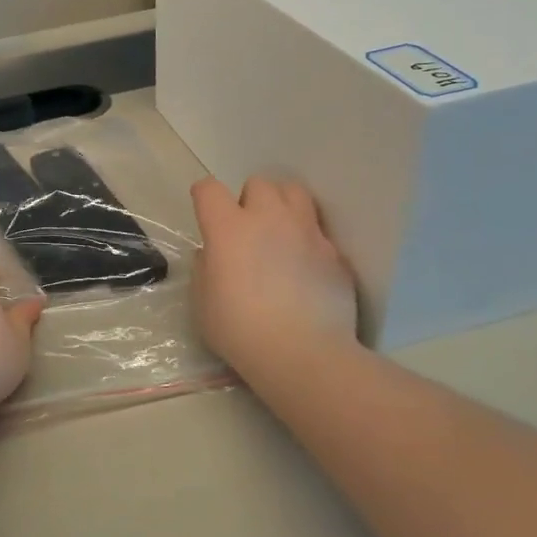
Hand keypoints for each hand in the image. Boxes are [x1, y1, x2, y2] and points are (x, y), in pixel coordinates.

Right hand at [191, 176, 358, 382]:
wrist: (302, 353)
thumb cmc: (239, 330)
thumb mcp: (202, 303)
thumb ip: (205, 269)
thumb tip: (212, 254)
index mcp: (228, 228)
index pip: (209, 189)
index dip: (203, 197)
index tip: (204, 214)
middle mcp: (269, 219)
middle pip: (259, 183)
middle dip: (249, 200)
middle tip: (246, 229)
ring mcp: (306, 232)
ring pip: (295, 193)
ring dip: (282, 205)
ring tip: (279, 232)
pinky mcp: (334, 253)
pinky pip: (317, 231)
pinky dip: (307, 240)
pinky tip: (303, 267)